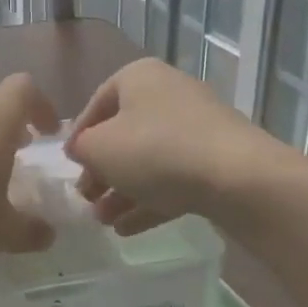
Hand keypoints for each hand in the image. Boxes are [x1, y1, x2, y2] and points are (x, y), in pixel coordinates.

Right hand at [65, 58, 307, 234]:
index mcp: (138, 77)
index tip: (69, 167)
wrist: (237, 178)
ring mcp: (197, 127)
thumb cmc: (155, 150)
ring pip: (148, 160)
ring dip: (122, 191)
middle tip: (86, 198)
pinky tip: (128, 229)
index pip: (96, 104)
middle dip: (102, 170)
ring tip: (103, 221)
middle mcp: (168, 94)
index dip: (78, 137)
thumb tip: (82, 151)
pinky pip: (173, 178)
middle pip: (124, 134)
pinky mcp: (216, 159)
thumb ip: (81, 148)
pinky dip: (149, 200)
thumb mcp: (98, 148)